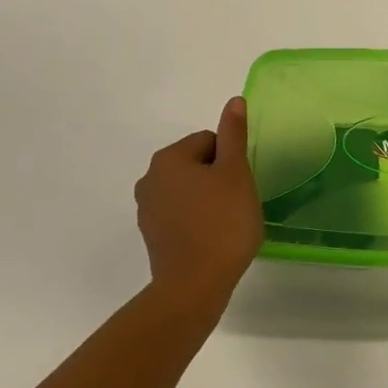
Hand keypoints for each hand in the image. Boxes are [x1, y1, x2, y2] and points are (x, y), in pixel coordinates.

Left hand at [135, 97, 263, 299]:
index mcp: (169, 158)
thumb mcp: (236, 174)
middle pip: (196, 164)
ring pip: (188, 191)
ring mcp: (147, 208)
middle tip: (236, 204)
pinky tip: (211, 239)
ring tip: (225, 224)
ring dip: (207, 200)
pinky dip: (196, 220)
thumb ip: (234, 135)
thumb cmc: (222, 224)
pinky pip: (179, 215)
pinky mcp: (151, 234)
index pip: (208, 141)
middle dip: (218, 179)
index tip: (240, 186)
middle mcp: (150, 178)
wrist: (194, 286)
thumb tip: (234, 101)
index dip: (231, 161)